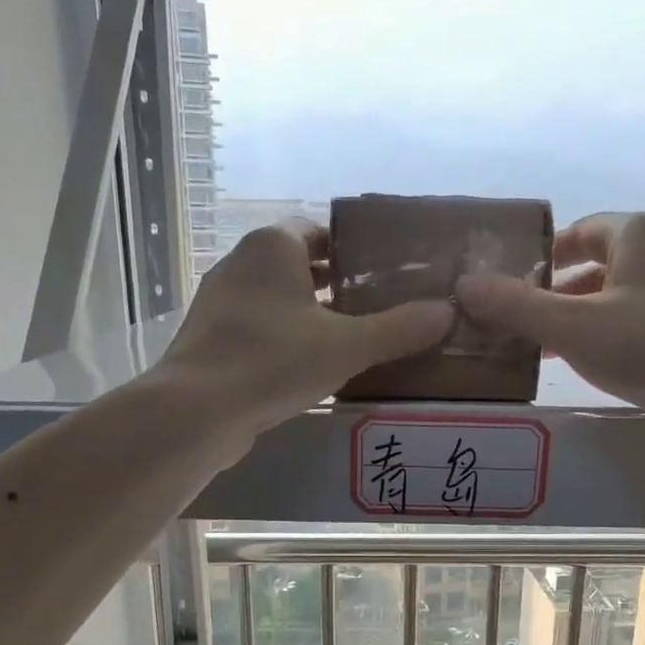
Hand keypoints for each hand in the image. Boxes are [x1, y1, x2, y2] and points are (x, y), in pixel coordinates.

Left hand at [157, 220, 453, 438]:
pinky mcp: (210, 341)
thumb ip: (399, 329)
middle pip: (299, 267)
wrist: (196, 411)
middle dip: (336, 287)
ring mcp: (219, 304)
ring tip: (351, 344)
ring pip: (277, 302)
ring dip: (309, 317)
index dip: (355, 252)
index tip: (385, 277)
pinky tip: (308, 371)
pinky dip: (284, 342)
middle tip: (377, 312)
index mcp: (273, 246)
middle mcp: (240, 263)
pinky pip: (258, 331)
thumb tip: (447, 313)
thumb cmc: (273, 361)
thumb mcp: (347, 346)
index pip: (322, 233)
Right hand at [456, 211, 644, 433]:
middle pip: (597, 264)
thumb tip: (464, 285)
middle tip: (518, 321)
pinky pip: (638, 320)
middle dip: (556, 292)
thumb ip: (516, 306)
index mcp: (640, 232)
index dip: (540, 256)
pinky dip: (608, 334)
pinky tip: (592, 364)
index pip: (578, 231)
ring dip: (580, 317)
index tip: (509, 284)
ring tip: (545, 348)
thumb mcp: (574, 327)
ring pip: (618, 295)